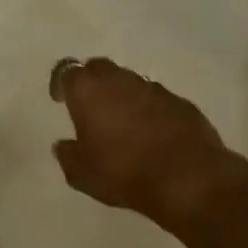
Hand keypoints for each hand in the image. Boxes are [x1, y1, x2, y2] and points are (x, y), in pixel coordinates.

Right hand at [50, 58, 240, 226]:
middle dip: (92, 83)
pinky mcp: (181, 102)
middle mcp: (120, 80)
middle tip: (90, 106)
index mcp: (89, 90)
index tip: (60, 99)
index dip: (61, 84)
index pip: (67, 72)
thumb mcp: (81, 174)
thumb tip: (63, 145)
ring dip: (123, 96)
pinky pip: (157, 100)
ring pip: (130, 82)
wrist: (187, 178)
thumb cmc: (123, 172)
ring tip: (122, 123)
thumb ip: (67, 155)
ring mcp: (154, 88)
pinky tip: (152, 134)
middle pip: (100, 69)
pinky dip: (150, 110)